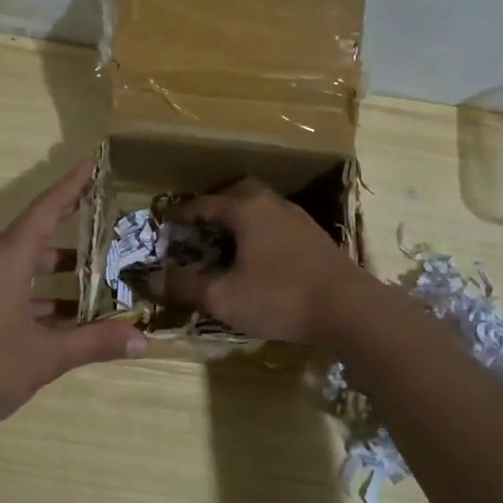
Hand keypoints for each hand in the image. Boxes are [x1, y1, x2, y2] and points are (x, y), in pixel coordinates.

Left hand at [0, 160, 145, 440]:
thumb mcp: (46, 355)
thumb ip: (96, 343)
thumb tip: (144, 340)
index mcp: (7, 257)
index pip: (46, 208)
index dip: (73, 185)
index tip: (95, 164)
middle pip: (40, 234)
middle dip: (76, 229)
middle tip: (114, 222)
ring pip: (29, 266)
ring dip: (63, 272)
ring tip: (106, 274)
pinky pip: (17, 288)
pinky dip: (45, 296)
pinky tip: (74, 317)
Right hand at [154, 178, 368, 343]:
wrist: (350, 309)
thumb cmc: (279, 297)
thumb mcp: (224, 297)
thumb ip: (186, 285)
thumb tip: (152, 279)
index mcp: (246, 209)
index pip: (205, 203)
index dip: (182, 213)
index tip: (166, 223)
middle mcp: (273, 204)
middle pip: (238, 192)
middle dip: (216, 206)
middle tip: (200, 227)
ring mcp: (299, 219)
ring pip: (262, 207)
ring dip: (241, 219)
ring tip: (228, 243)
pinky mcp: (316, 238)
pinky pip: (278, 224)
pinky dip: (261, 232)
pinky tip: (260, 258)